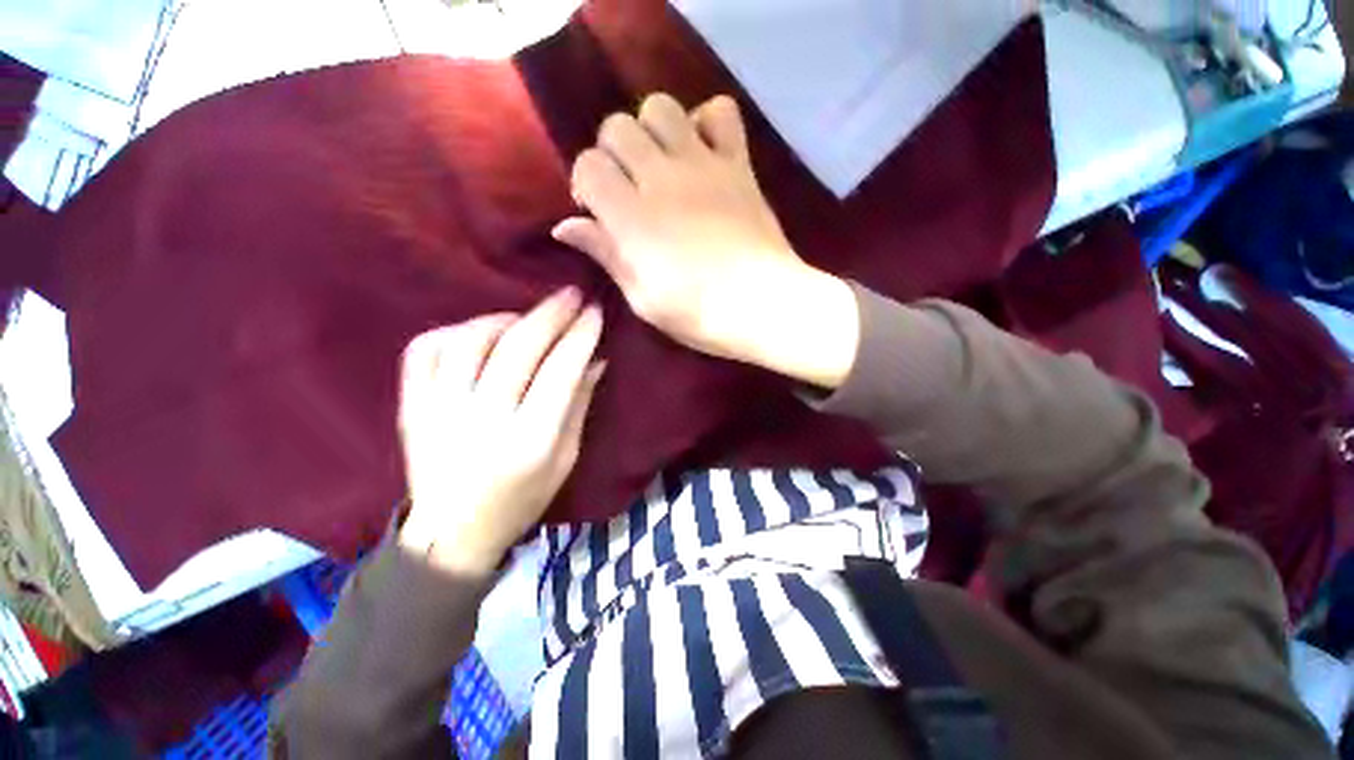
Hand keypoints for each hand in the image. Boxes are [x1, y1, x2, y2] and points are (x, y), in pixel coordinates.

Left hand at [397, 288, 605, 574]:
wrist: (452, 532)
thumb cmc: (522, 498)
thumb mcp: (566, 458)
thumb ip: (579, 404)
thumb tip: (596, 358)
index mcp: (529, 442)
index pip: (560, 371)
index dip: (580, 336)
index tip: (594, 312)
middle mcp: (482, 421)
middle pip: (518, 349)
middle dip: (550, 315)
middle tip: (571, 294)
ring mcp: (438, 411)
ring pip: (471, 341)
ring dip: (505, 319)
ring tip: (527, 317)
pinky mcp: (411, 406)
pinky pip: (426, 350)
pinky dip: (455, 330)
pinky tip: (480, 333)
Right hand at [553, 93, 858, 388]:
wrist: (764, 305)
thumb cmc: (698, 314)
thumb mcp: (642, 298)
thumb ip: (606, 255)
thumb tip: (564, 227)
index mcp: (632, 217)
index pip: (588, 166)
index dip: (586, 185)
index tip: (599, 212)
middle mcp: (661, 178)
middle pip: (616, 126)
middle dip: (612, 153)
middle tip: (628, 188)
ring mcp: (703, 165)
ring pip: (661, 107)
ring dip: (651, 130)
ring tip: (661, 165)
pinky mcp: (738, 164)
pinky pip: (721, 112)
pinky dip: (706, 122)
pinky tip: (703, 152)